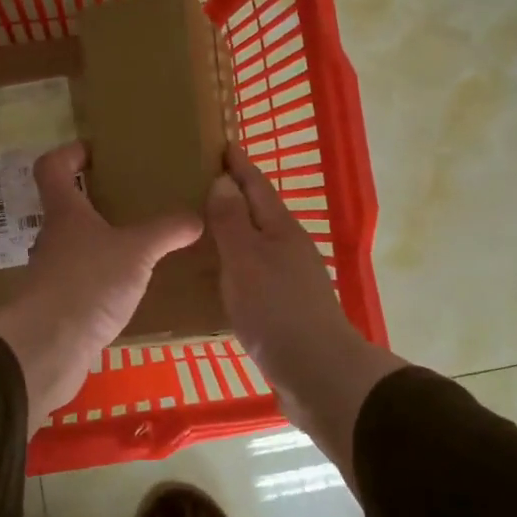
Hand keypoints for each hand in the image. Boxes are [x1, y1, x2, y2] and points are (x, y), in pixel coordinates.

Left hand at [0, 142, 201, 432]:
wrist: (48, 347)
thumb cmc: (88, 283)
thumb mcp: (137, 252)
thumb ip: (166, 232)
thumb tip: (197, 217)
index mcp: (65, 213)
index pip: (53, 168)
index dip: (69, 154)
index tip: (93, 151)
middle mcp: (52, 238)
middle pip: (66, 208)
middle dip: (95, 202)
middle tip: (131, 201)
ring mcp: (51, 274)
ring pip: (75, 247)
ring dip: (100, 244)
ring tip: (137, 247)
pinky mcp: (57, 306)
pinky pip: (82, 282)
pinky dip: (102, 280)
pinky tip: (128, 290)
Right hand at [206, 147, 405, 479]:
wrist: (317, 373)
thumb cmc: (277, 310)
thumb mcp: (246, 260)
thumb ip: (232, 221)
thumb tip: (224, 181)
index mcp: (281, 230)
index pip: (256, 186)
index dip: (238, 165)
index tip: (222, 143)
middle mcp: (289, 249)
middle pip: (259, 213)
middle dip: (234, 196)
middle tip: (199, 182)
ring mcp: (289, 280)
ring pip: (256, 244)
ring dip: (233, 231)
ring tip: (200, 225)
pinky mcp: (284, 308)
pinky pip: (253, 273)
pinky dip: (234, 265)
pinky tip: (216, 276)